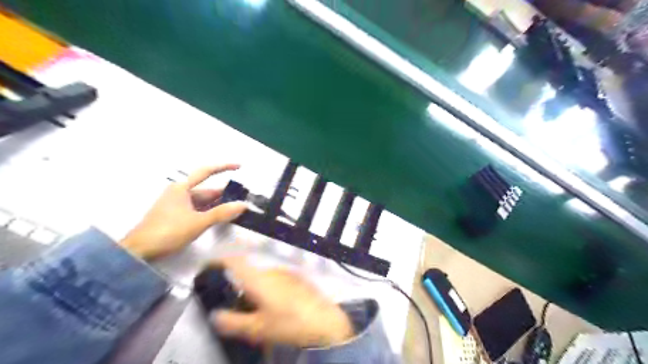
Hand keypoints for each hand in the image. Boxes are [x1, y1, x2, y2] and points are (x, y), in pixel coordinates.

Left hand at [118, 163, 247, 260]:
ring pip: (203, 202)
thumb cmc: (168, 231)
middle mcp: (179, 193)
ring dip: (218, 205)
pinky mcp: (176, 216)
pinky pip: (198, 210)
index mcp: (182, 188)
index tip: (239, 166)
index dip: (224, 167)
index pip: (206, 172)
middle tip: (243, 199)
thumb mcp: (198, 222)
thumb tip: (243, 205)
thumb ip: (222, 213)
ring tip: (236, 210)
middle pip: (207, 190)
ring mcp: (177, 205)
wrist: (138, 252)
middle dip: (225, 195)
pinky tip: (221, 218)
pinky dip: (210, 213)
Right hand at [211, 258, 352, 348]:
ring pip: (263, 277)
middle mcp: (272, 270)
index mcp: (258, 279)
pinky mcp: (297, 278)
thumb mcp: (256, 329)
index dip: (220, 260)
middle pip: (249, 272)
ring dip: (256, 288)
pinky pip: (276, 280)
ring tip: (256, 309)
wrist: (325, 321)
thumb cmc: (288, 323)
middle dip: (239, 284)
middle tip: (235, 302)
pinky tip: (276, 306)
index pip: (235, 261)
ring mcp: (286, 273)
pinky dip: (269, 289)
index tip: (210, 264)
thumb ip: (232, 321)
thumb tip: (214, 315)